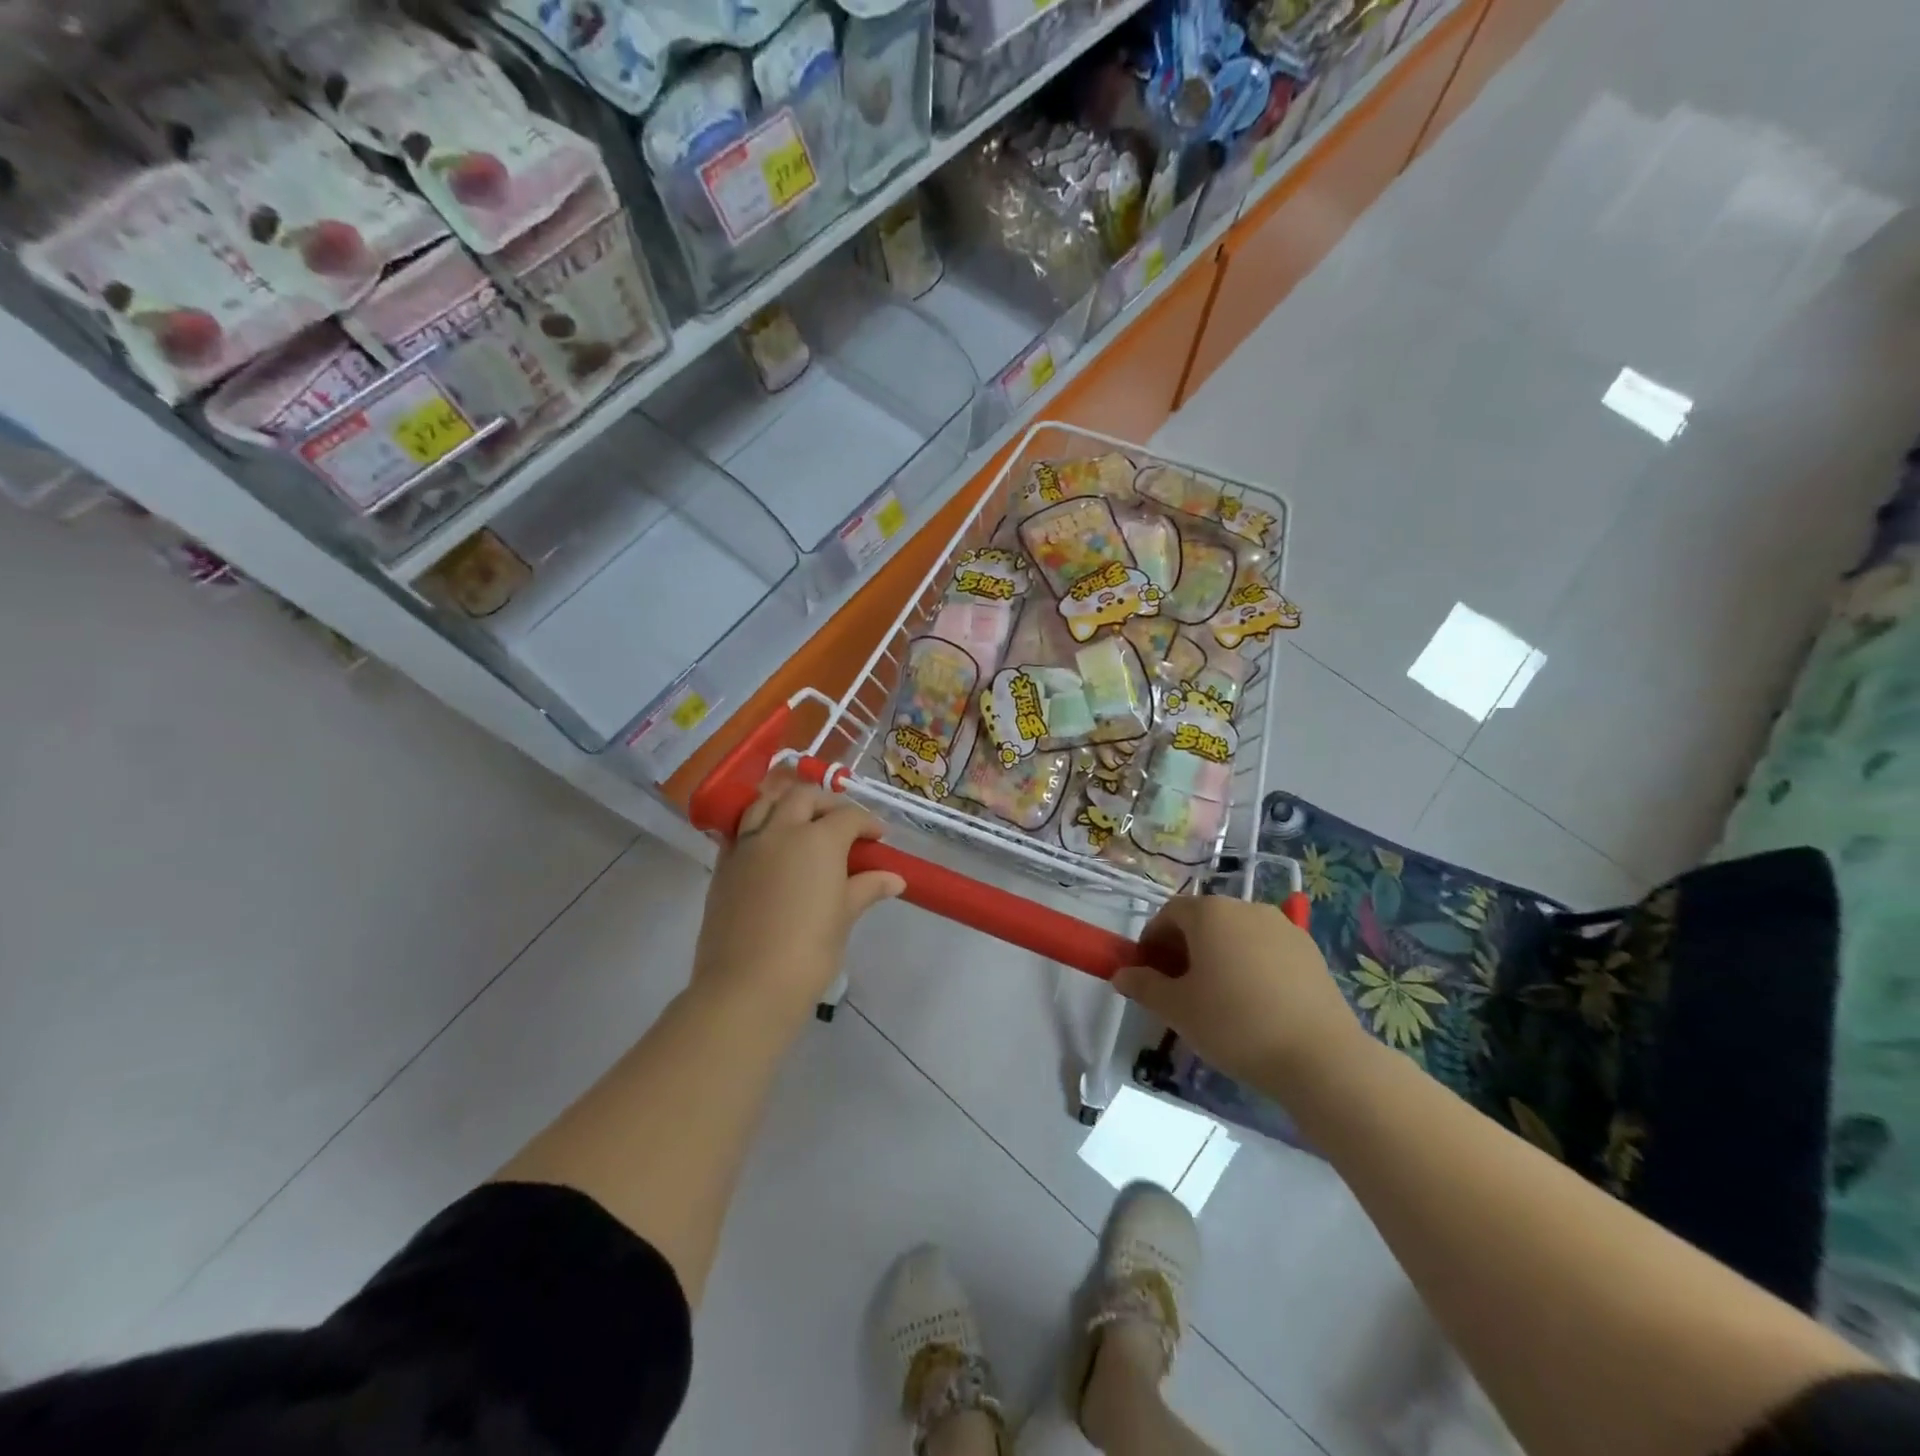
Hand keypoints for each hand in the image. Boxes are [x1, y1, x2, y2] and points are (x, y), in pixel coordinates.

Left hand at [691, 777, 905, 1026]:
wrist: (747, 986)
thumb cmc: (809, 952)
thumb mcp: (844, 917)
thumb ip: (866, 888)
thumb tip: (894, 879)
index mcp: (818, 839)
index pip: (848, 816)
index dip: (867, 823)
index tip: (878, 839)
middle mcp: (781, 830)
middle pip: (804, 797)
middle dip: (827, 804)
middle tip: (842, 825)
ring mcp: (747, 845)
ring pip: (766, 803)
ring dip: (788, 804)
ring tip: (802, 824)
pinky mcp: (724, 865)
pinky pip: (742, 830)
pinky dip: (760, 826)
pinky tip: (771, 848)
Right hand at [1115, 895, 1372, 1099]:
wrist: (1320, 1057)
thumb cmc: (1235, 1024)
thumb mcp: (1177, 1009)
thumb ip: (1144, 986)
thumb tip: (1122, 974)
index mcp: (1210, 913)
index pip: (1169, 913)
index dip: (1152, 940)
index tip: (1148, 973)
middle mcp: (1246, 907)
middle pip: (1203, 920)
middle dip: (1184, 947)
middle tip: (1178, 988)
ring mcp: (1283, 926)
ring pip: (1236, 934)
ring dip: (1218, 955)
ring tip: (1217, 997)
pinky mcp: (1310, 950)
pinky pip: (1266, 949)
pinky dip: (1250, 965)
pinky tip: (1254, 1003)